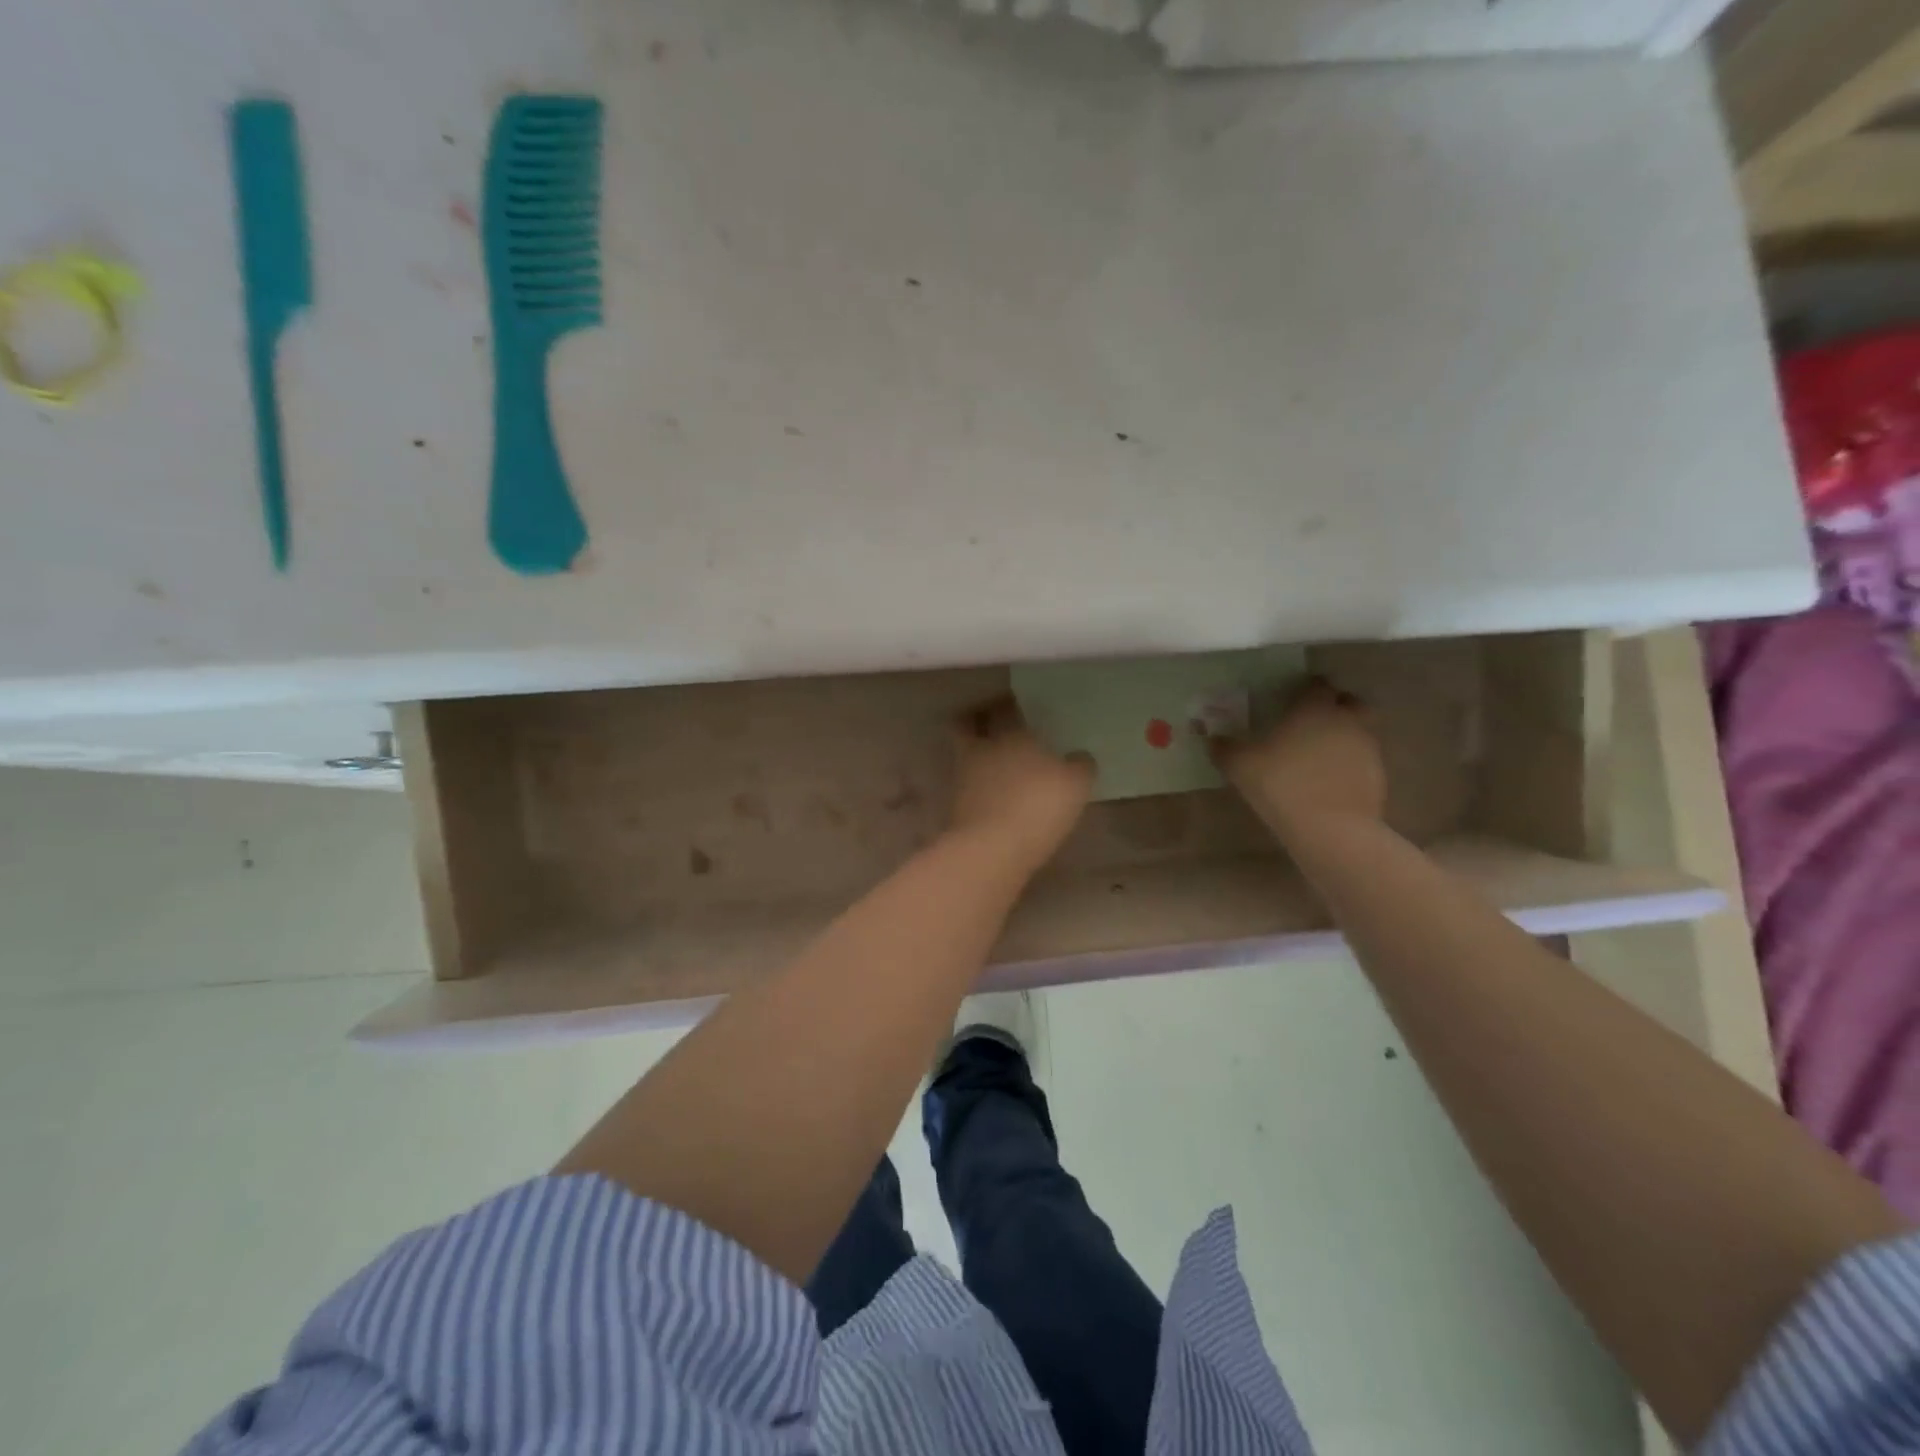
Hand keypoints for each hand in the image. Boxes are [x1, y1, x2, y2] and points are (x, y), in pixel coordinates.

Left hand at [948, 695, 1095, 874]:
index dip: (1007, 703)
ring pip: (964, 753)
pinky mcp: (956, 805)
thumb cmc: (1038, 805)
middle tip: (993, 724)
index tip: (1016, 704)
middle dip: (977, 720)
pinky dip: (976, 785)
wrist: (992, 848)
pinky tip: (993, 793)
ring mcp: (964, 776)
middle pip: (968, 724)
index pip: (1004, 707)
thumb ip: (1080, 765)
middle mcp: (983, 748)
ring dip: (976, 753)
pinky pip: (966, 785)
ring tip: (996, 763)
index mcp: (1012, 733)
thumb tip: (1079, 757)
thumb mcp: (1076, 784)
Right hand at [1211, 680, 1386, 837]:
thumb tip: (1212, 739)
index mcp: (1314, 708)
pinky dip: (1350, 765)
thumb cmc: (1281, 784)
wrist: (1330, 828)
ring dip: (1344, 736)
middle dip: (1335, 707)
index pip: (1317, 685)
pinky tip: (1329, 782)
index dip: (1305, 689)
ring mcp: (1367, 748)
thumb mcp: (1239, 765)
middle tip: (1312, 722)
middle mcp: (1346, 720)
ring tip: (1319, 756)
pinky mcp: (1378, 776)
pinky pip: (1363, 761)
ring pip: (1360, 731)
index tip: (1291, 700)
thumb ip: (1224, 748)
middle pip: (1350, 702)